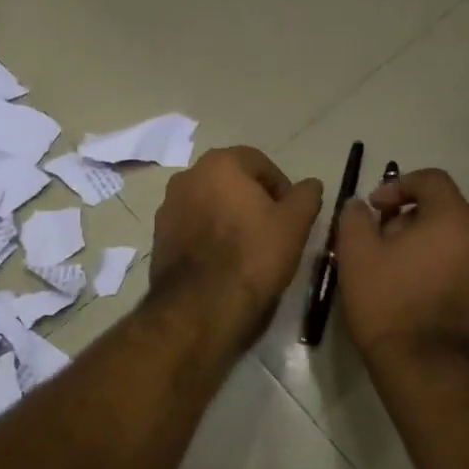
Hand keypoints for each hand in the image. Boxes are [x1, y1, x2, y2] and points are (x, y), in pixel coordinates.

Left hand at [151, 146, 323, 331]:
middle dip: (253, 201)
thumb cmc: (253, 255)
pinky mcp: (158, 237)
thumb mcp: (295, 224)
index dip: (281, 188)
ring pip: (210, 204)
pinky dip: (209, 236)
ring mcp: (168, 206)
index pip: (260, 163)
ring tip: (248, 249)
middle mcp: (187, 176)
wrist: (201, 305)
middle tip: (273, 231)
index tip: (291, 216)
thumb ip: (306, 196)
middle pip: (231, 182)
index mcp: (220, 163)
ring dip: (229, 218)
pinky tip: (223, 262)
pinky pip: (193, 227)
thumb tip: (310, 185)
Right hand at [335, 168, 468, 366]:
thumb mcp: (356, 256)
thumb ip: (355, 219)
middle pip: (447, 213)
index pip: (432, 180)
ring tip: (401, 276)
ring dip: (430, 250)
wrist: (427, 368)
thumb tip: (361, 206)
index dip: (399, 185)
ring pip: (458, 246)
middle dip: (412, 220)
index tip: (375, 209)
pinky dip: (446, 277)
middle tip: (383, 244)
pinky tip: (423, 302)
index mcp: (453, 219)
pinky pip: (468, 277)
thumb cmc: (389, 304)